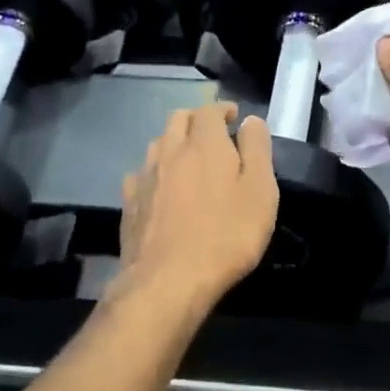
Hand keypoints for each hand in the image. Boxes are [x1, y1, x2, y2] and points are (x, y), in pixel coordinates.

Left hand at [120, 103, 277, 304]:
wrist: (167, 281)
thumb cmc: (225, 236)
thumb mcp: (259, 193)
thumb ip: (257, 150)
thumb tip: (250, 120)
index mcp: (204, 143)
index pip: (210, 110)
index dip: (223, 109)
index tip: (234, 117)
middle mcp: (170, 150)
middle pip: (178, 118)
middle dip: (196, 120)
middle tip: (213, 135)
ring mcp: (145, 175)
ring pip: (158, 143)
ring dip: (174, 142)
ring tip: (187, 159)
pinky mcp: (129, 202)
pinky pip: (141, 174)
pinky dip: (154, 172)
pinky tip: (160, 188)